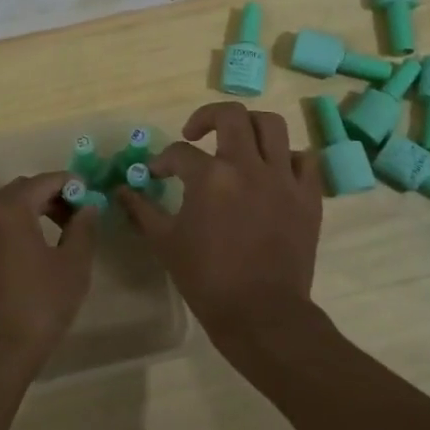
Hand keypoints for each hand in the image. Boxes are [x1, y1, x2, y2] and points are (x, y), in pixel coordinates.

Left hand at [0, 172, 98, 377]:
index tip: (89, 198)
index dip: (70, 184)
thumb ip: (83, 229)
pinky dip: (10, 236)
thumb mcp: (73, 266)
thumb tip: (88, 208)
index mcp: (9, 209)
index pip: (44, 181)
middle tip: (74, 218)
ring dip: (29, 216)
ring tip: (54, 239)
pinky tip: (27, 262)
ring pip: (2, 213)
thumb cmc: (38, 306)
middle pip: (20, 192)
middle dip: (49, 198)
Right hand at [116, 102, 324, 353]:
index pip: (180, 152)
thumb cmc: (207, 279)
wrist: (261, 314)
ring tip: (238, 141)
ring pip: (272, 126)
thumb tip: (121, 190)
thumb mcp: (165, 243)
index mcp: (211, 177)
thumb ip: (142, 210)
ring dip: (250, 126)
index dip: (163, 160)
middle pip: (231, 115)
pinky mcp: (308, 196)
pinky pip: (304, 159)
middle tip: (195, 135)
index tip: (158, 173)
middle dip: (207, 117)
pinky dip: (287, 158)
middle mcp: (248, 166)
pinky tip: (272, 170)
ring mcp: (283, 179)